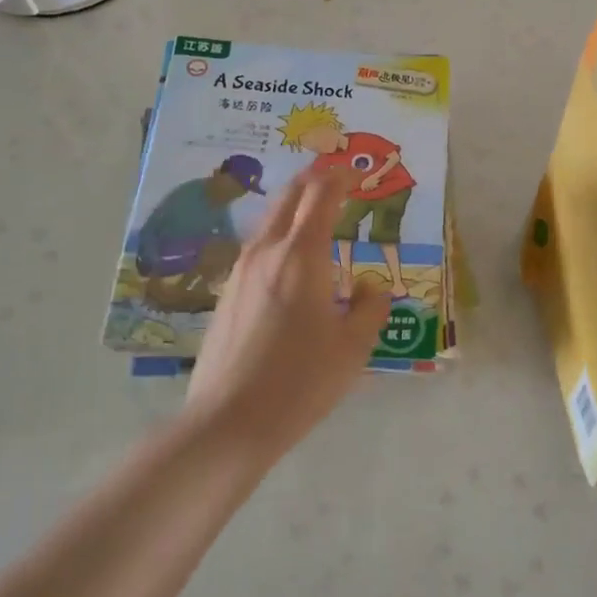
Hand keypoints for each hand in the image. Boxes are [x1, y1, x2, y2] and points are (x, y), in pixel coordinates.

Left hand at [186, 166, 391, 463]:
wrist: (229, 421)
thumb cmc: (301, 380)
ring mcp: (240, 271)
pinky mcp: (227, 293)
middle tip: (339, 183)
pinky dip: (280, 236)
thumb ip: (370, 307)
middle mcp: (266, 252)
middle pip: (289, 196)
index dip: (341, 177)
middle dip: (315, 181)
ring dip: (295, 208)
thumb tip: (369, 286)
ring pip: (269, 220)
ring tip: (318, 219)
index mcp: (301, 256)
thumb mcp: (353, 347)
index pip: (321, 195)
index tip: (359, 175)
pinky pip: (258, 247)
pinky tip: (291, 264)